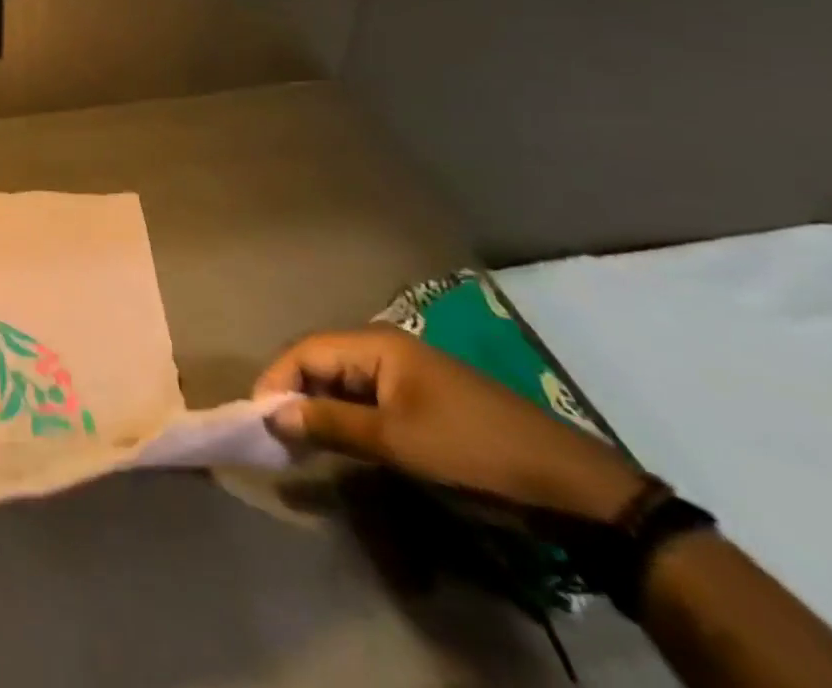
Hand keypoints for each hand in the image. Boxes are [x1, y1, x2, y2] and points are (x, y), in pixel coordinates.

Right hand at [255, 327, 643, 521]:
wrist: (573, 488)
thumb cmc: (474, 452)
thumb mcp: (397, 443)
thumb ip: (331, 424)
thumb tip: (273, 415)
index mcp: (376, 344)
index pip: (305, 351)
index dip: (276, 381)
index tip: (258, 419)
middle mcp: (385, 348)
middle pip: (320, 363)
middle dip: (294, 395)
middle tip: (276, 435)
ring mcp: (405, 374)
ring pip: (342, 383)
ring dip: (318, 409)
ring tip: (300, 442)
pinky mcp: (421, 401)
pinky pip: (366, 400)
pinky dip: (345, 418)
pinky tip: (339, 442)